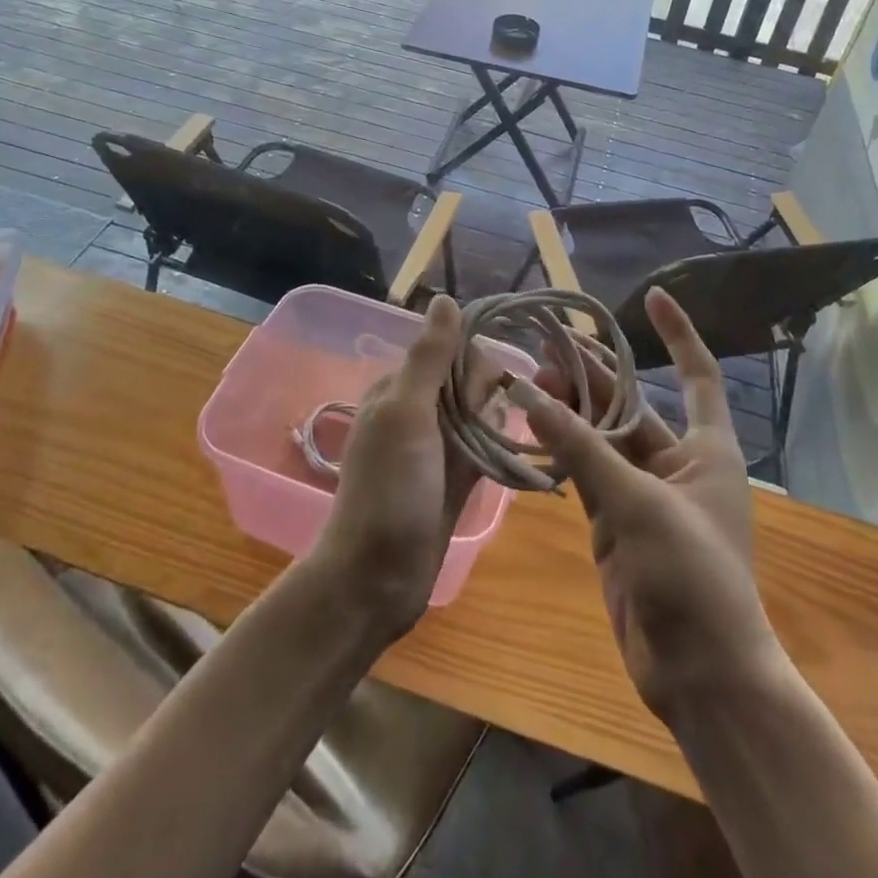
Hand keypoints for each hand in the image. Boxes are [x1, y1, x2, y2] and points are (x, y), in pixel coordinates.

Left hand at [313, 295, 495, 637]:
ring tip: (486, 457)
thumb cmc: (389, 490)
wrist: (376, 579)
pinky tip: (500, 464)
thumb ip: (429, 357)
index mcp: (399, 387)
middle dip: (484, 398)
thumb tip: (445, 298)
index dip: (473, 365)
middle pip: (469, 380)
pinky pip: (483, 446)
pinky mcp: (452, 476)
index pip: (451, 349)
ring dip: (492, 426)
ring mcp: (436, 445)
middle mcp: (417, 409)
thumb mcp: (406, 414)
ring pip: (480, 413)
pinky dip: (494, 450)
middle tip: (473, 436)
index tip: (481, 394)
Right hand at [517, 288, 778, 720]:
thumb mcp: (637, 504)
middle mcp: (677, 463)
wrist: (699, 674)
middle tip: (549, 343)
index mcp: (707, 449)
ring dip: (571, 411)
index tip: (652, 296)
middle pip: (633, 403)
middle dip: (595, 373)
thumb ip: (582, 449)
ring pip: (602, 438)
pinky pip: (585, 474)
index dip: (678, 333)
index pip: (697, 374)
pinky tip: (531, 428)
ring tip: (529, 377)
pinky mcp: (616, 523)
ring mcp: (644, 494)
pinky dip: (561, 451)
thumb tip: (531, 395)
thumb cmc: (691, 576)